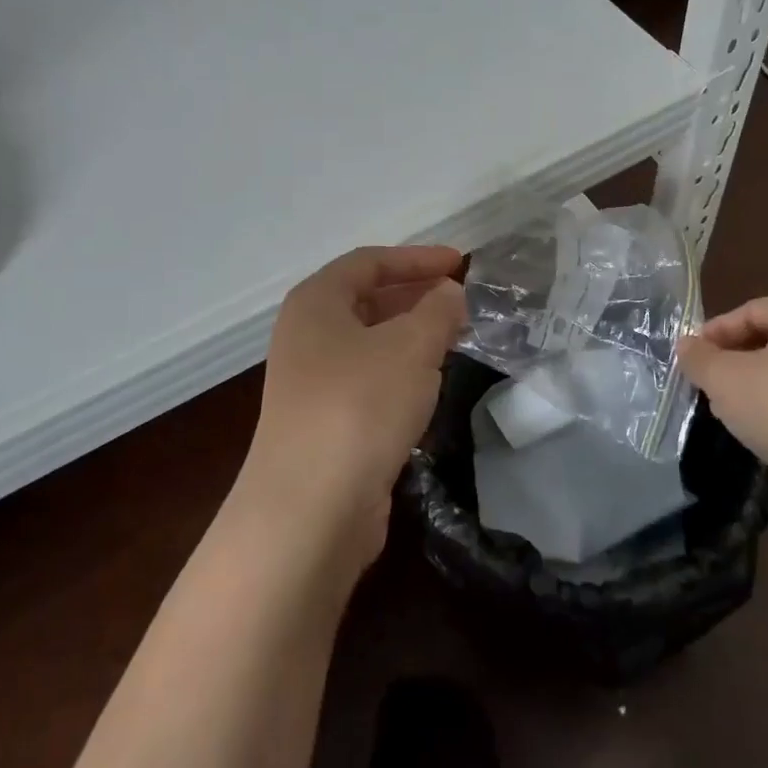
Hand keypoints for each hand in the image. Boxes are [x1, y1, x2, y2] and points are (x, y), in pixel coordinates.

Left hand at [237, 245, 465, 573]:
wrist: (310, 509)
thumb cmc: (360, 406)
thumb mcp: (411, 346)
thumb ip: (438, 311)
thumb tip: (450, 293)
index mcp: (316, 302)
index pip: (369, 262)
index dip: (417, 258)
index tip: (461, 263)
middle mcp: (306, 336)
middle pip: (366, 300)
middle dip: (415, 296)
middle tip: (460, 302)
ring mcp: (311, 383)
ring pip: (369, 344)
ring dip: (410, 337)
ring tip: (453, 340)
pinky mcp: (324, 424)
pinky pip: (368, 382)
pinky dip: (400, 374)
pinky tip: (428, 387)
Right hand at [678, 296, 767, 526]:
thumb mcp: (724, 378)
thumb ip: (699, 357)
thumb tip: (687, 345)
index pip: (749, 311)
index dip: (714, 333)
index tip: (690, 360)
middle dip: (733, 361)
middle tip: (706, 385)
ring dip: (754, 388)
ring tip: (727, 412)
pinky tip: (760, 433)